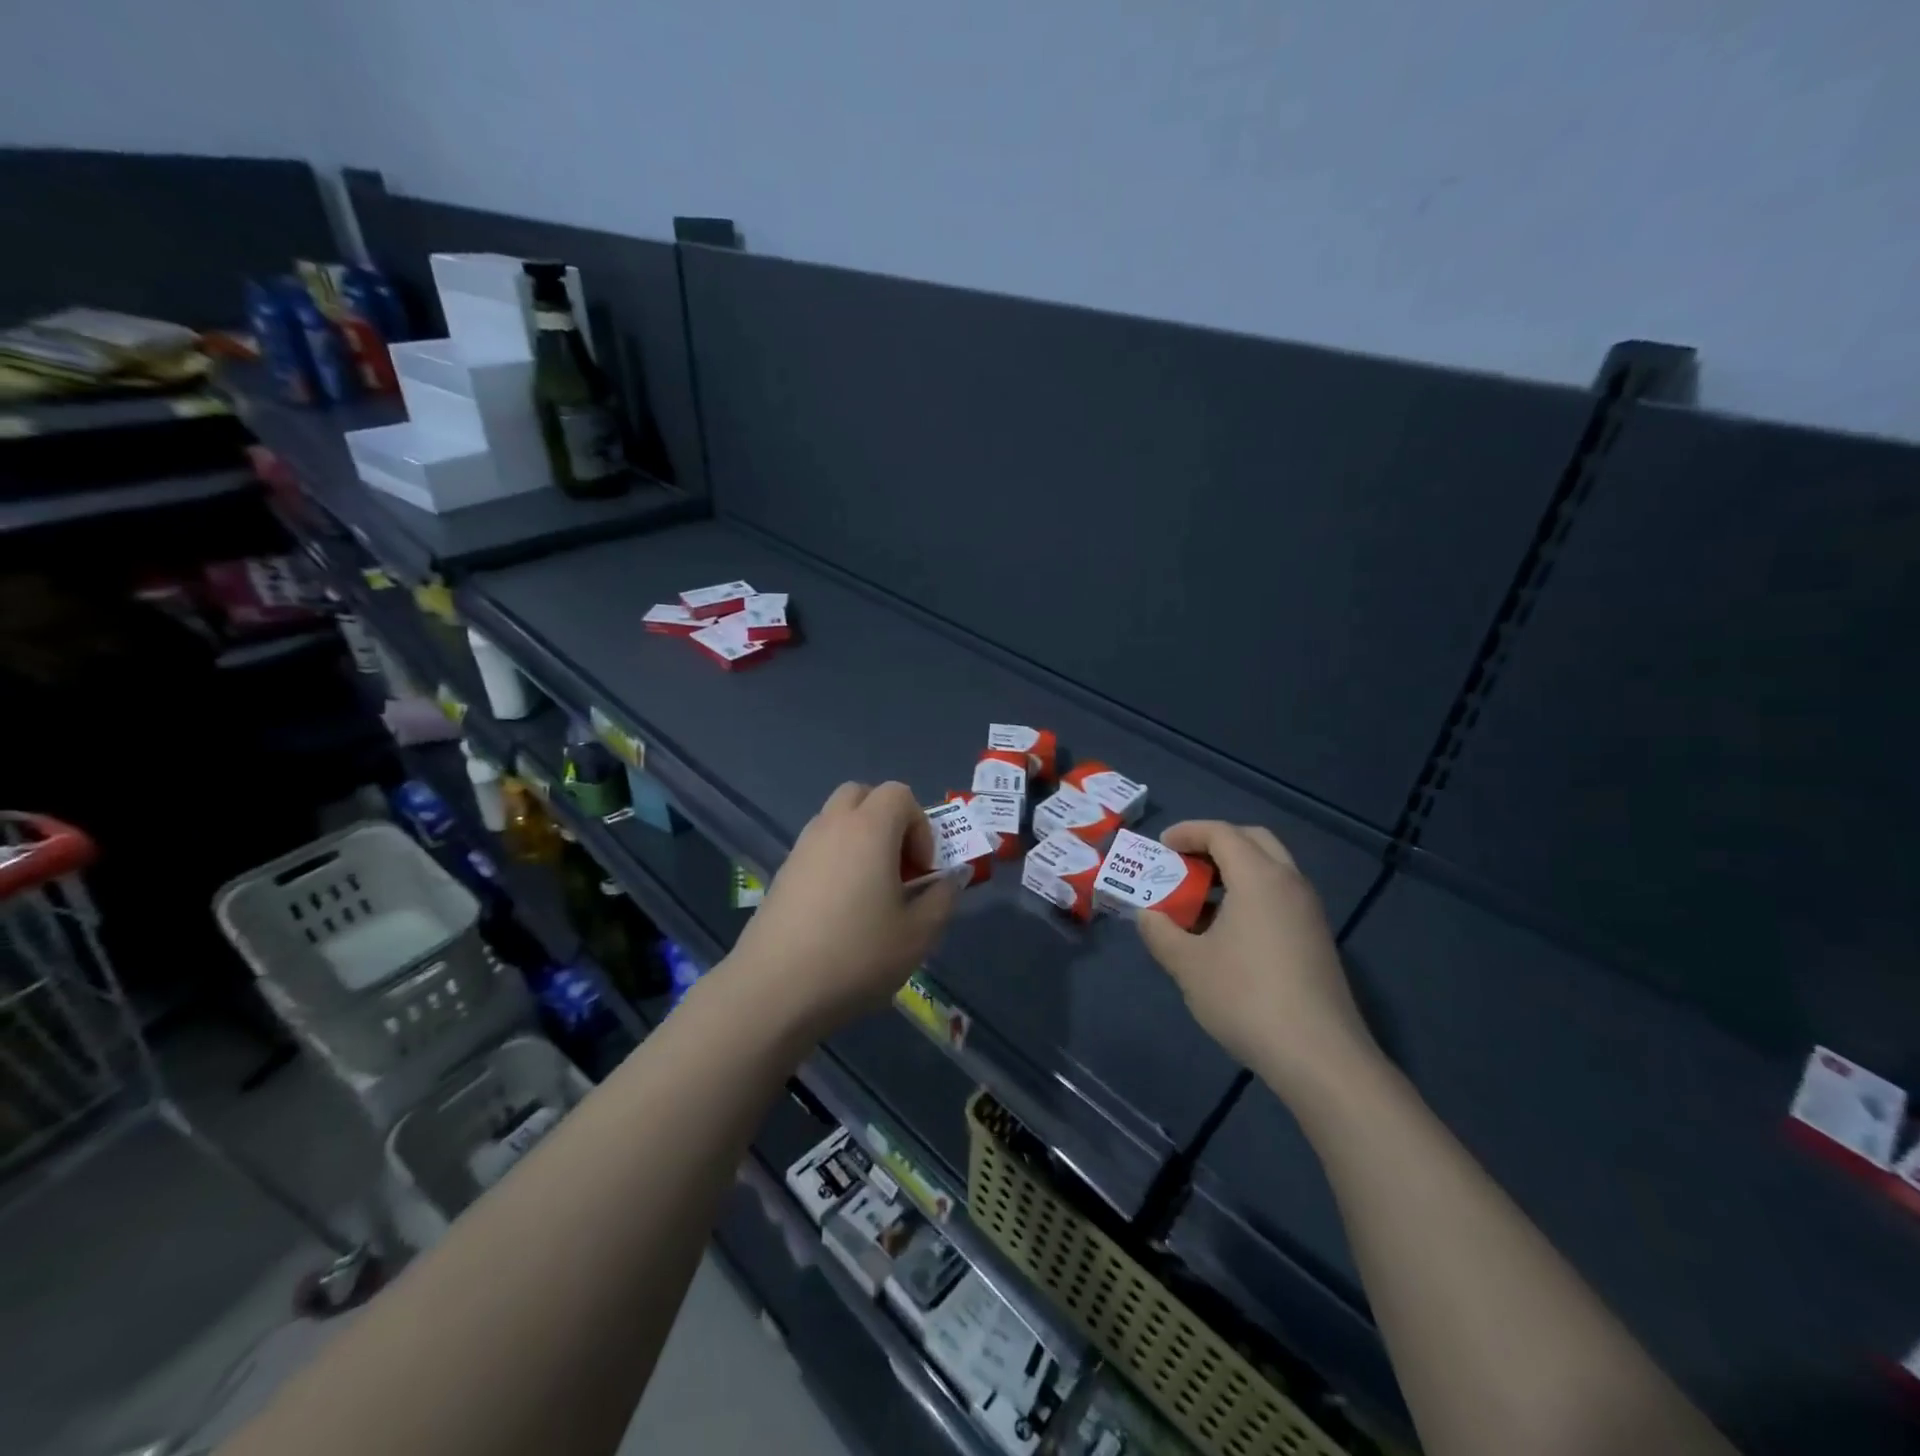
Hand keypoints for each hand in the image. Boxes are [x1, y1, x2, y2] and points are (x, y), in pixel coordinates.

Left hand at [725, 782, 963, 1038]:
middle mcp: (832, 826)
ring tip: (870, 892)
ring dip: (859, 841)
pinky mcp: (781, 875)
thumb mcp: (918, 935)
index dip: (920, 825)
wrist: (774, 989)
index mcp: (869, 829)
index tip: (921, 869)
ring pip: (835, 821)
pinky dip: (835, 862)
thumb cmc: (856, 955)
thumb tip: (949, 880)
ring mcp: (801, 849)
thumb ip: (942, 899)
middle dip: (886, 820)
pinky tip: (839, 912)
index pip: (899, 794)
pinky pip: (817, 849)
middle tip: (897, 866)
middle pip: (861, 795)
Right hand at [1136, 821, 1379, 1098]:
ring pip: (1270, 869)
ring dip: (1235, 872)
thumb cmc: (1245, 997)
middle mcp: (1290, 883)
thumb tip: (1147, 914)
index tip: (1161, 846)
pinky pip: (1280, 897)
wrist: (1319, 1056)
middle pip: (1253, 841)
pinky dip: (1251, 895)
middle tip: (1185, 864)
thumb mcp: (1187, 964)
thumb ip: (1160, 931)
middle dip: (1215, 844)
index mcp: (1259, 878)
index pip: (1222, 833)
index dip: (1188, 832)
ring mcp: (1309, 912)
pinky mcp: (1316, 939)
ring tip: (1200, 901)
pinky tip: (1227, 933)